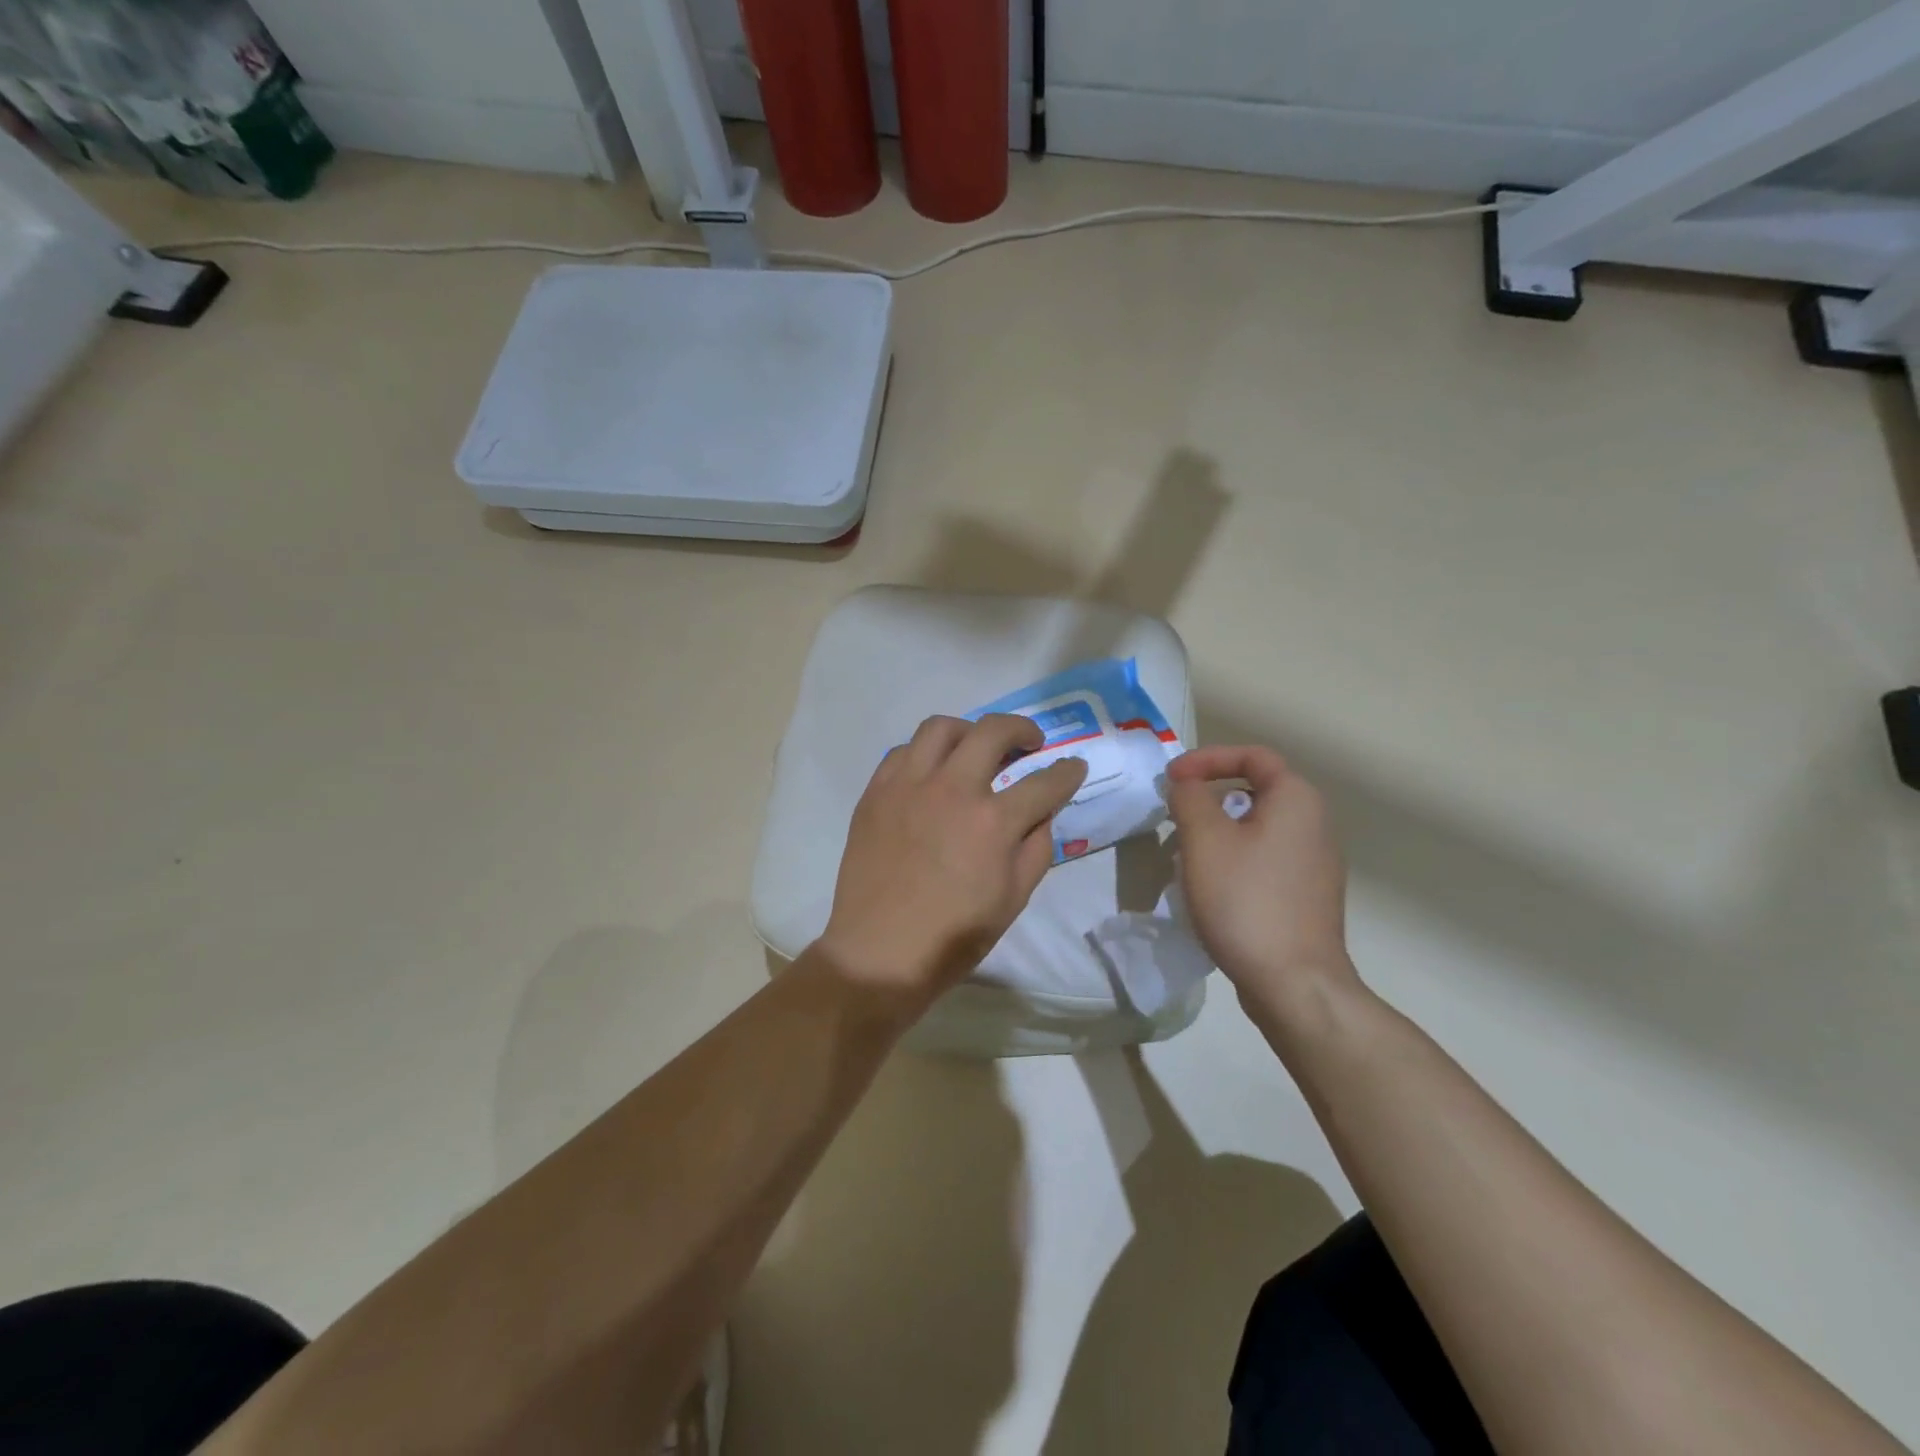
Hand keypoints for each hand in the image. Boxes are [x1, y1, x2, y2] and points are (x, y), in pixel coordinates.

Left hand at [818, 713, 1088, 1015]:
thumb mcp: (1014, 900)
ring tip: (976, 747)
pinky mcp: (876, 792)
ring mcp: (908, 785)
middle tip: (1030, 742)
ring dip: (969, 731)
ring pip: (941, 728)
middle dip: (1022, 729)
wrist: (879, 952)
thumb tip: (1042, 813)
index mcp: (992, 822)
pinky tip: (933, 772)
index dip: (1067, 772)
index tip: (1073, 767)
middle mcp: (952, 789)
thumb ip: (1036, 848)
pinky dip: (926, 753)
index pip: (1044, 783)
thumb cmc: (953, 936)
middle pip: (993, 731)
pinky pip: (903, 752)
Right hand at [1166, 746, 1357, 1017]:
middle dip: (1209, 796)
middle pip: (1255, 791)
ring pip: (1257, 828)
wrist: (1294, 983)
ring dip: (1218, 831)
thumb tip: (1185, 784)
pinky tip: (1211, 888)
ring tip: (1185, 854)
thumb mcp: (1204, 838)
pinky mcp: (1306, 896)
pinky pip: (1264, 859)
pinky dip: (1234, 859)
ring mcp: (1315, 864)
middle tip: (1175, 816)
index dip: (1207, 758)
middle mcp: (1315, 824)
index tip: (1171, 778)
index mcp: (1296, 800)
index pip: (1252, 756)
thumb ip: (1188, 797)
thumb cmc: (1245, 899)